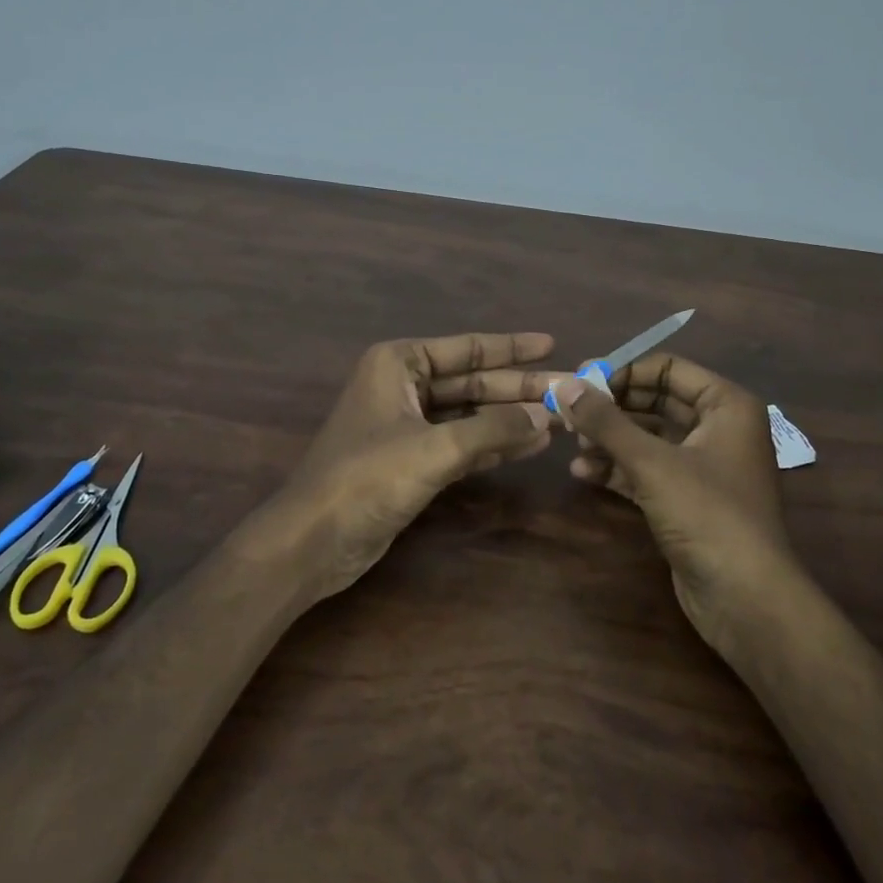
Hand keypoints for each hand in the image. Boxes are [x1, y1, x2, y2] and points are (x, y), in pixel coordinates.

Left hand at [282, 333, 555, 599]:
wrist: (315, 539)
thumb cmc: (368, 477)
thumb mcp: (435, 448)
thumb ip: (493, 429)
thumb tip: (547, 416)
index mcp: (398, 363)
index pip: (465, 349)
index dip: (510, 347)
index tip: (551, 343)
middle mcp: (403, 386)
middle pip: (471, 382)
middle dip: (517, 388)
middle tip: (567, 389)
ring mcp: (407, 425)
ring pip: (469, 414)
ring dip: (510, 418)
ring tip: (559, 418)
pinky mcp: (412, 461)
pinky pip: (462, 443)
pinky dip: (493, 444)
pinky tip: (531, 446)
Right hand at [550, 356, 793, 653]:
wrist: (745, 599)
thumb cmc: (707, 514)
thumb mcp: (652, 462)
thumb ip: (605, 421)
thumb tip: (561, 383)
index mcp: (726, 405)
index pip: (669, 368)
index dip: (624, 371)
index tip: (581, 381)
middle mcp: (718, 428)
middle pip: (656, 402)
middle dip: (612, 408)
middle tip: (569, 412)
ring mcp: (703, 466)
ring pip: (649, 438)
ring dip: (610, 439)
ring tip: (571, 442)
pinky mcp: (687, 499)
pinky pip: (647, 470)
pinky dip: (618, 468)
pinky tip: (582, 471)